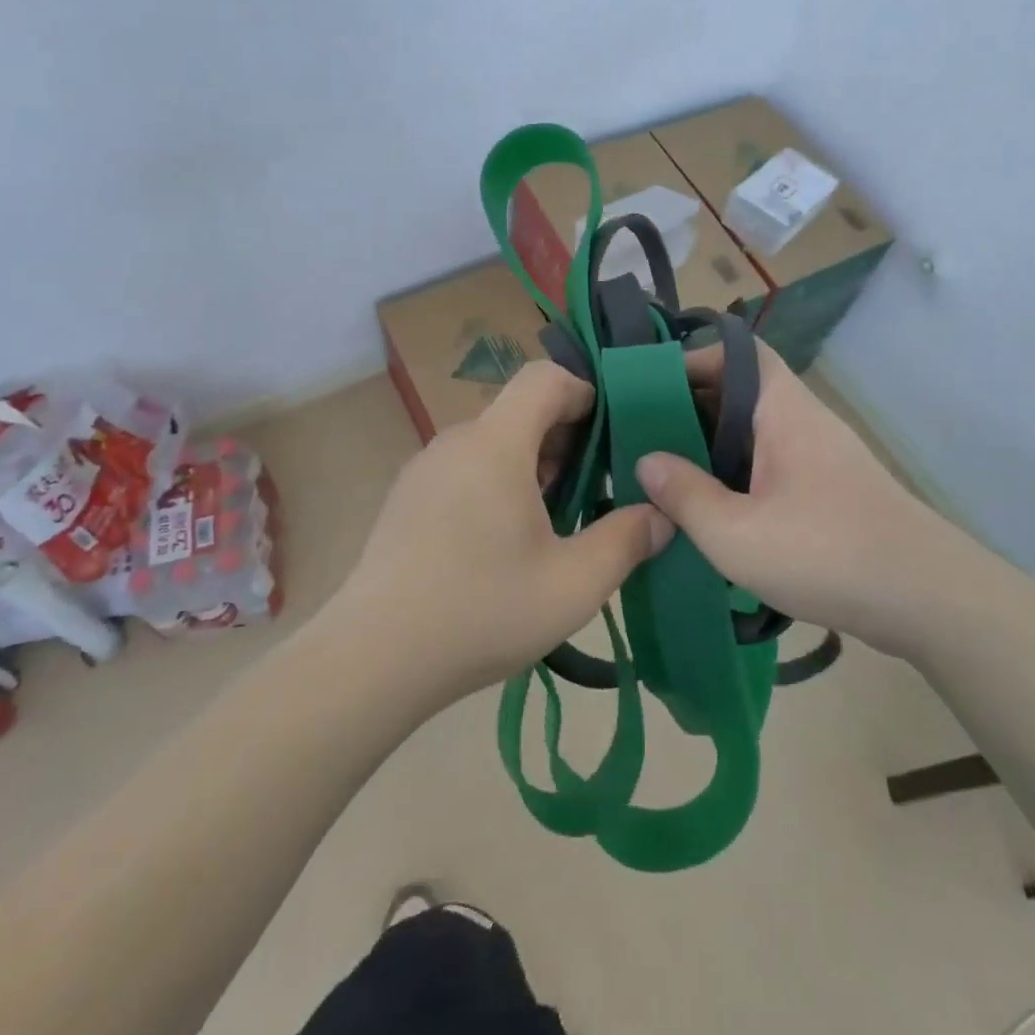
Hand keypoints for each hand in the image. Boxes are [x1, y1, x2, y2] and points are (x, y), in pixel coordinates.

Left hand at [329, 361, 671, 711]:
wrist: (372, 657)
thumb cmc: (481, 609)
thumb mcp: (573, 584)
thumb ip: (627, 540)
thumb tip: (662, 516)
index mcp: (495, 443)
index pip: (544, 377)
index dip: (584, 392)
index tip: (612, 434)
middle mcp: (456, 441)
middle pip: (521, 411)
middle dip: (566, 438)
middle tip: (597, 489)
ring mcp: (425, 468)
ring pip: (493, 442)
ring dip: (533, 465)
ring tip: (557, 520)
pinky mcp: (408, 498)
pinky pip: (466, 468)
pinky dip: (498, 482)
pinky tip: (506, 541)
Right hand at [637, 339, 950, 656]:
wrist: (929, 600)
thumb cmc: (826, 552)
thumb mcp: (736, 532)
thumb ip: (686, 494)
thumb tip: (647, 460)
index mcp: (782, 411)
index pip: (739, 353)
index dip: (694, 358)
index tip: (649, 387)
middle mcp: (803, 421)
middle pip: (743, 392)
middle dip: (692, 408)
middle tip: (645, 435)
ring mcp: (821, 457)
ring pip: (756, 433)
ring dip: (714, 446)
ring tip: (669, 473)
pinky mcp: (830, 491)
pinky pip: (772, 465)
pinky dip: (739, 475)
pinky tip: (715, 510)